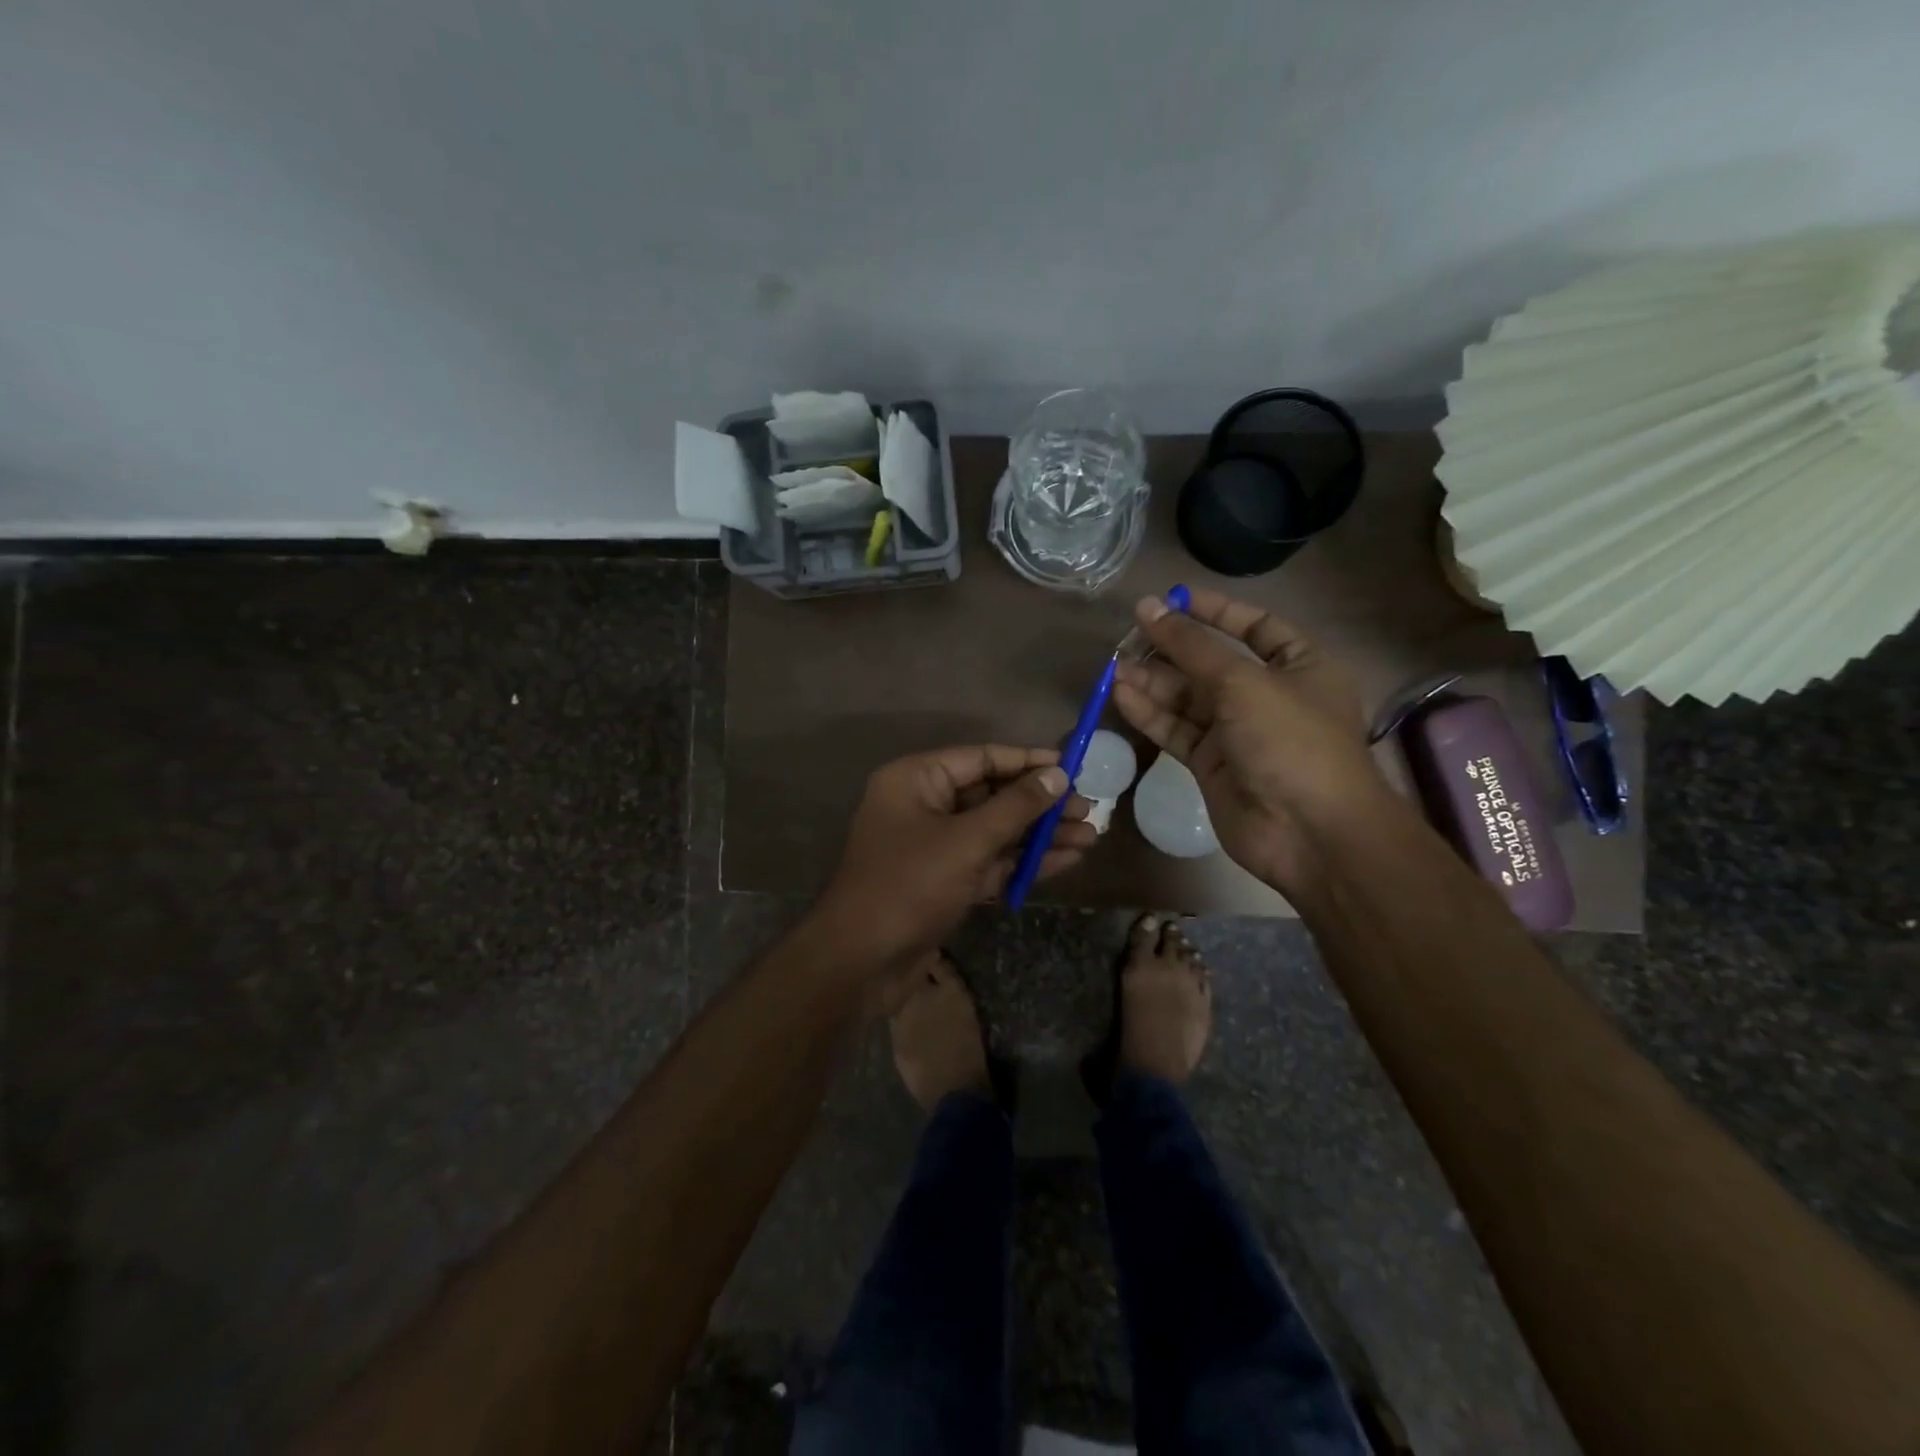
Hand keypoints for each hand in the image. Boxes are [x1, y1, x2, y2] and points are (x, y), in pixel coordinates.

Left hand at [813, 745, 1095, 972]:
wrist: (860, 962)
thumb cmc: (909, 885)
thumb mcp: (967, 841)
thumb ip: (1015, 806)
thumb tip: (1057, 774)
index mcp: (916, 779)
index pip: (980, 758)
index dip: (1027, 761)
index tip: (1072, 766)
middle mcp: (923, 805)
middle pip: (991, 794)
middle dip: (1040, 804)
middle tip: (1090, 809)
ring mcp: (934, 846)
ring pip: (994, 831)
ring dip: (1039, 835)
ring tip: (1090, 836)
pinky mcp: (944, 881)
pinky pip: (989, 861)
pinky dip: (1022, 862)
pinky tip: (1066, 860)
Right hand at [1111, 588, 1387, 896]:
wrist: (1309, 832)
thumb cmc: (1291, 741)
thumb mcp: (1242, 682)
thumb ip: (1191, 646)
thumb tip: (1149, 607)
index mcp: (1300, 665)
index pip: (1255, 626)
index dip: (1214, 611)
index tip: (1170, 599)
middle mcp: (1269, 695)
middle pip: (1212, 663)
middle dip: (1172, 649)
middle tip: (1127, 636)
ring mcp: (1238, 732)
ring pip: (1188, 698)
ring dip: (1153, 682)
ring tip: (1114, 667)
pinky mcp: (1212, 764)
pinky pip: (1177, 730)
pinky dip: (1151, 714)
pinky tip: (1121, 695)